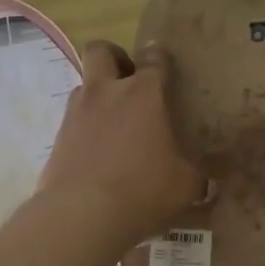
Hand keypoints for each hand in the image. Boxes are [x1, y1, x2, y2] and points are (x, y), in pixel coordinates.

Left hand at [40, 40, 206, 249]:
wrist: (82, 214)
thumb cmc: (143, 189)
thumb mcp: (184, 185)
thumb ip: (195, 175)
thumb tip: (207, 182)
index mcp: (143, 94)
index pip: (154, 59)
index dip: (159, 56)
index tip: (163, 60)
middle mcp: (106, 92)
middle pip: (100, 51)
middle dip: (114, 56)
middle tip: (128, 77)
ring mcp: (76, 113)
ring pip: (83, 84)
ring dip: (97, 93)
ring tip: (112, 120)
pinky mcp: (56, 138)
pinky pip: (72, 120)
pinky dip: (85, 127)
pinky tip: (97, 151)